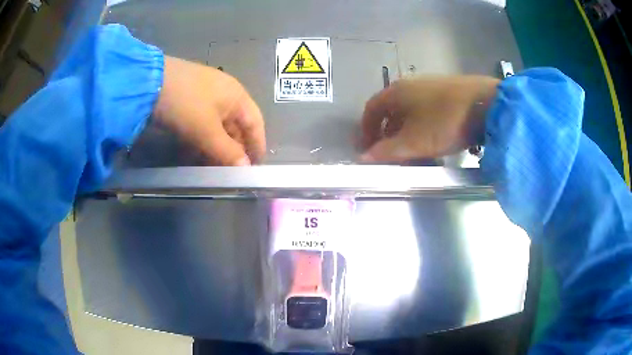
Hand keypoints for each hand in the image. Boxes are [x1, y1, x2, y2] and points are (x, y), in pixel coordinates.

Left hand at [153, 56, 265, 165]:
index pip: (255, 123)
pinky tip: (193, 150)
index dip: (257, 146)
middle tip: (229, 171)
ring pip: (217, 125)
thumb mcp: (207, 131)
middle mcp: (225, 93)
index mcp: (237, 96)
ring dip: (216, 146)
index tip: (255, 168)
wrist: (149, 82)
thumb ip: (228, 152)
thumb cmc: (186, 105)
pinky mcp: (189, 98)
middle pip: (236, 125)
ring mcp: (205, 94)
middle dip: (233, 149)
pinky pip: (202, 122)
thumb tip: (245, 168)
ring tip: (210, 166)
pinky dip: (201, 137)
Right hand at [360, 75, 499, 161]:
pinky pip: (426, 108)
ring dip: (405, 129)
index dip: (366, 130)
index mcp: (396, 92)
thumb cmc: (445, 122)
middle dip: (386, 132)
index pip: (371, 109)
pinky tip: (433, 136)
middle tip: (389, 152)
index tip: (367, 148)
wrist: (486, 104)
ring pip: (410, 109)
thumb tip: (363, 158)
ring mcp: (431, 84)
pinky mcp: (448, 90)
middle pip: (390, 109)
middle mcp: (411, 84)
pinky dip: (421, 123)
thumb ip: (387, 151)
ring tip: (412, 147)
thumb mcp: (414, 142)